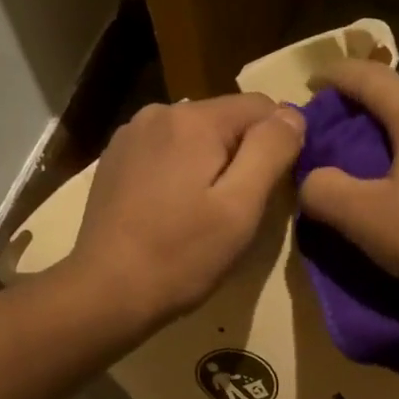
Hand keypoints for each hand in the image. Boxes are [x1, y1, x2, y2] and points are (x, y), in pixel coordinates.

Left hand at [69, 92, 305, 325]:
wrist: (106, 291)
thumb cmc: (182, 255)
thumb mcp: (240, 207)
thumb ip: (271, 151)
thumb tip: (292, 113)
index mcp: (193, 119)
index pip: (262, 107)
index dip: (278, 144)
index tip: (273, 190)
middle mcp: (159, 112)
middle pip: (226, 120)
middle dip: (242, 156)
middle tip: (238, 211)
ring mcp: (131, 135)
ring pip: (195, 137)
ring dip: (210, 165)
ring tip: (204, 214)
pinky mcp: (115, 160)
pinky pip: (166, 153)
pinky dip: (180, 173)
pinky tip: (172, 211)